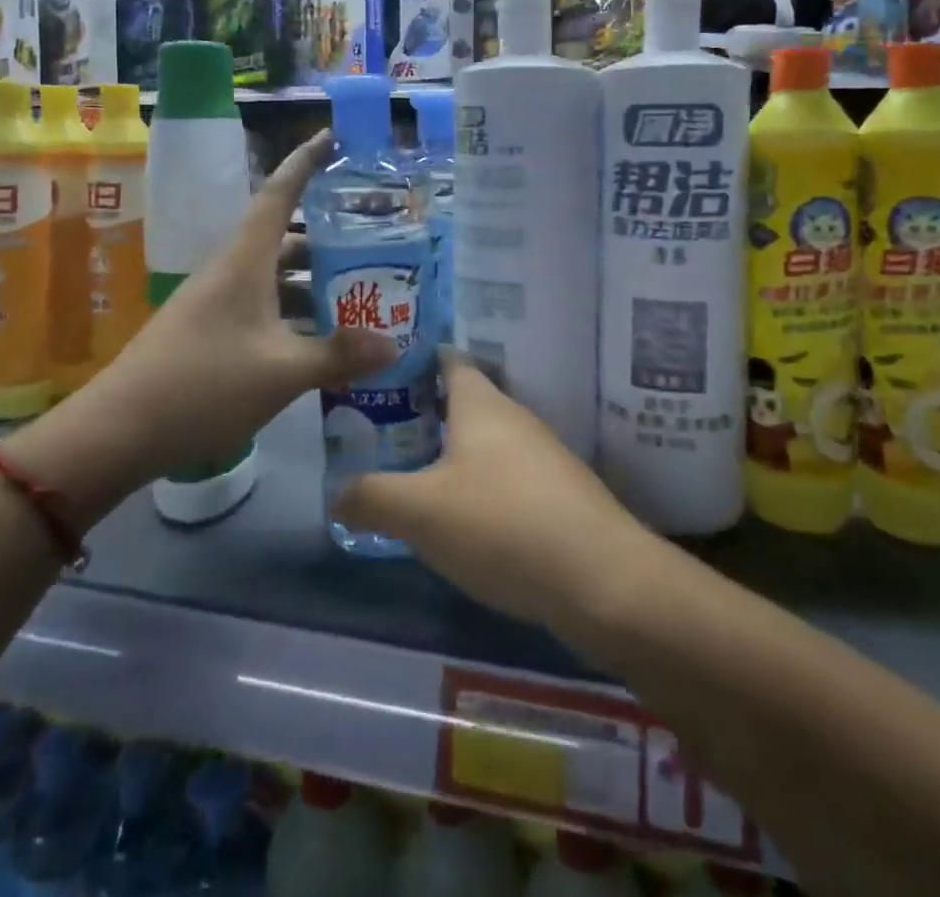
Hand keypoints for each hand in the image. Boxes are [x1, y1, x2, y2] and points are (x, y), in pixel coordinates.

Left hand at [36, 131, 396, 490]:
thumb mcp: (280, 372)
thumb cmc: (203, 385)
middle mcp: (230, 271)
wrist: (118, 431)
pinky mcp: (210, 332)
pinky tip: (319, 340)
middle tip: (374, 238)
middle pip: (284, 237)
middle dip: (327, 234)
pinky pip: (263, 306)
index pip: (279, 193)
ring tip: (360, 292)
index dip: (306, 161)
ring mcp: (217, 302)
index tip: (333, 137)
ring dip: (313, 280)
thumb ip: (338, 355)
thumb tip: (394, 344)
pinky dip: (294, 312)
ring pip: (274, 276)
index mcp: (245, 261)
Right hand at [332, 356, 656, 632]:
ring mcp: (542, 456)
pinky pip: (506, 477)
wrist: (602, 580)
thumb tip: (337, 493)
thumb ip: (371, 497)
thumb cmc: (502, 524)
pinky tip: (460, 520)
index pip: (446, 359)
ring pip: (485, 442)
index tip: (377, 372)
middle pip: (463, 401)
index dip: (412, 360)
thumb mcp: (420, 512)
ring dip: (451, 453)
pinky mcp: (559, 495)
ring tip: (410, 475)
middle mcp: (514, 418)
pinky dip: (479, 486)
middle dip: (423, 412)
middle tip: (379, 432)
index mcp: (481, 403)